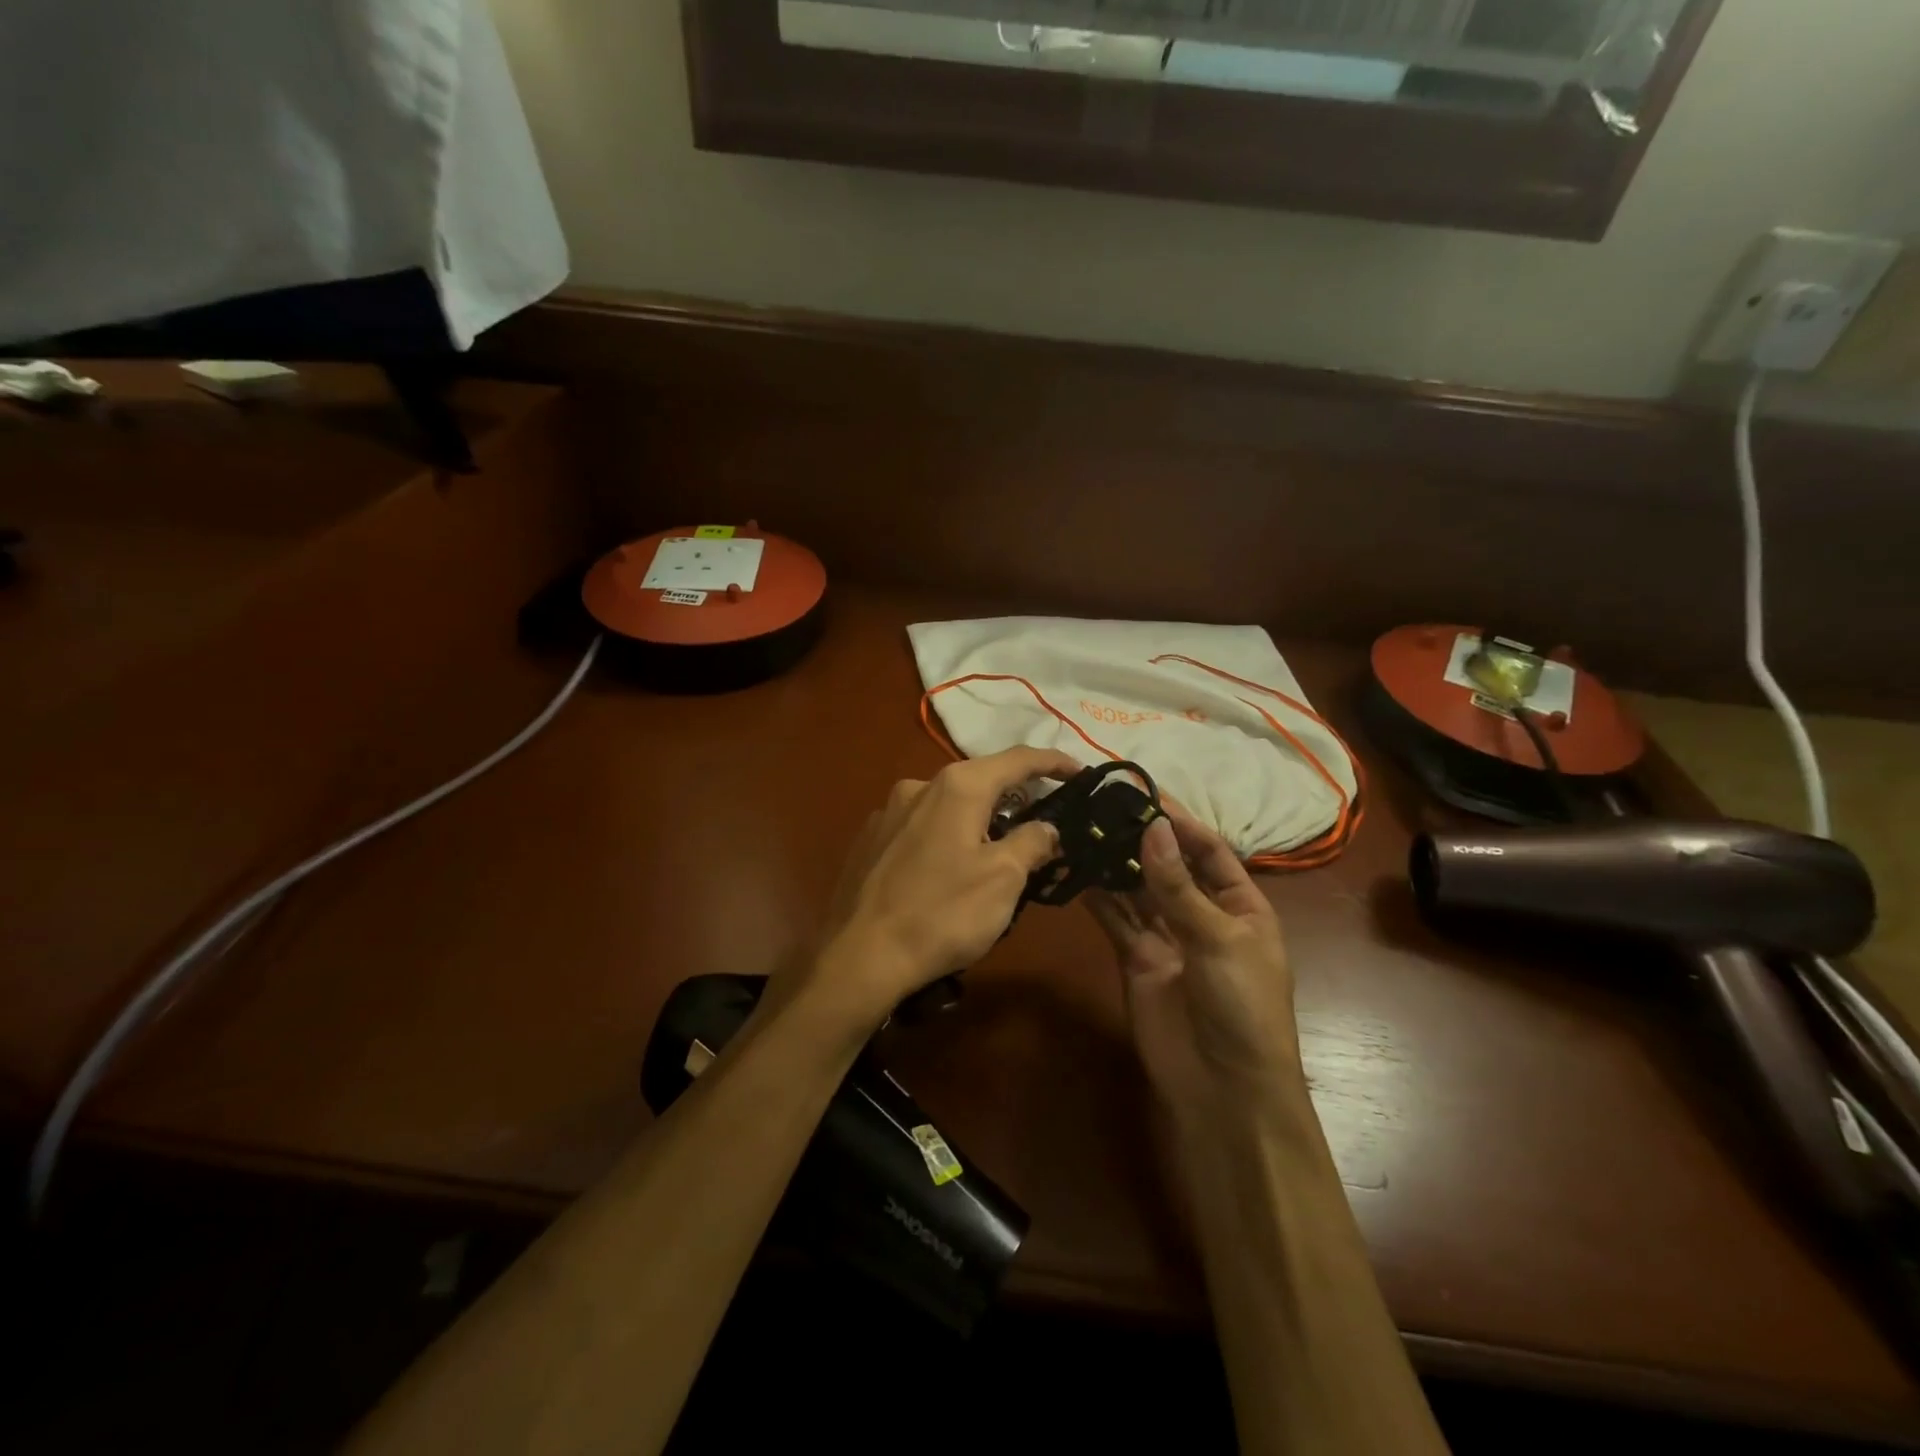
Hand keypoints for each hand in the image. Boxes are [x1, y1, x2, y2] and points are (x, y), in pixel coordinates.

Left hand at [798, 746, 1081, 1032]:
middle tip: (1044, 823)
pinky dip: (946, 837)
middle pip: (981, 780)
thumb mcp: (1004, 879)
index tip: (1081, 773)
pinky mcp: (870, 840)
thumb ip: (1032, 842)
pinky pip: (922, 827)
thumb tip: (1046, 826)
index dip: (1054, 762)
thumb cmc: (942, 913)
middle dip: (1016, 797)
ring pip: (949, 805)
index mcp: (957, 786)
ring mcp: (888, 812)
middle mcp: (919, 786)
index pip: (1018, 759)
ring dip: (979, 820)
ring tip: (997, 854)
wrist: (859, 956)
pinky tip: (948, 871)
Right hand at [1087, 807, 1300, 1105]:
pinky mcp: (1137, 960)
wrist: (1224, 1090)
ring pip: (1138, 891)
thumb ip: (1179, 886)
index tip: (1144, 794)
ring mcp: (1168, 938)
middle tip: (1104, 807)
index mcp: (1242, 906)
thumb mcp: (1219, 939)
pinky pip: (1117, 921)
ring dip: (1117, 864)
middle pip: (1170, 868)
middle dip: (1142, 840)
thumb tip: (1153, 827)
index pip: (1209, 852)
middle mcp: (1203, 916)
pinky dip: (1099, 898)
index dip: (1180, 823)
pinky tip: (1078, 871)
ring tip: (1086, 829)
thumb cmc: (1243, 1006)